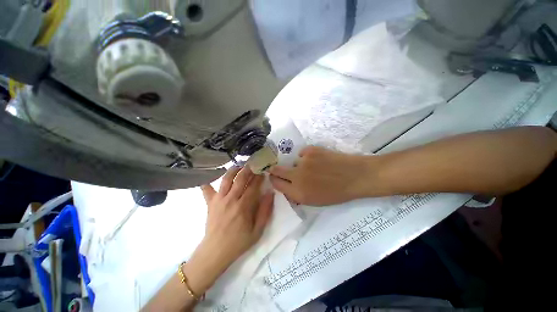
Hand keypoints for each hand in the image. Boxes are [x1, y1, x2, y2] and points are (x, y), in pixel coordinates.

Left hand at [201, 166, 273, 264]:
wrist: (216, 252)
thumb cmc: (239, 242)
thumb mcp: (258, 230)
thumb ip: (265, 211)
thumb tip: (270, 193)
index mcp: (244, 206)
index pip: (253, 186)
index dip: (259, 177)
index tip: (263, 172)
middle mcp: (231, 199)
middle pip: (240, 179)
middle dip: (248, 169)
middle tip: (253, 165)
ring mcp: (219, 200)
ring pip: (226, 179)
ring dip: (233, 170)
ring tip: (239, 166)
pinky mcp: (210, 203)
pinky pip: (206, 189)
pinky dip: (207, 181)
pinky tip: (208, 175)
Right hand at [269, 146, 374, 205]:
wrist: (355, 176)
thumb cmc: (337, 193)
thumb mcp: (314, 201)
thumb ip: (296, 194)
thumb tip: (286, 185)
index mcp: (298, 193)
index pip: (276, 183)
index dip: (274, 179)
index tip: (274, 177)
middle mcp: (297, 177)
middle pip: (276, 169)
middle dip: (275, 169)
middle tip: (280, 169)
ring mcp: (303, 162)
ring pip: (292, 161)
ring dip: (298, 164)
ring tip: (313, 166)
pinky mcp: (310, 150)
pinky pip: (302, 153)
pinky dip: (307, 156)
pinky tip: (318, 159)